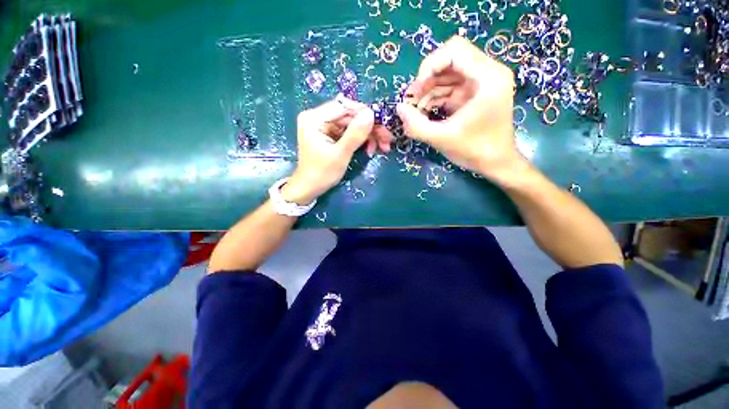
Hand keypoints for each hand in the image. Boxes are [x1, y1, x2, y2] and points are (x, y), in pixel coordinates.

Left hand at [282, 98, 385, 204]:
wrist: (310, 188)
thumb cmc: (322, 174)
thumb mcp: (340, 155)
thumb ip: (355, 134)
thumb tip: (371, 113)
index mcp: (315, 118)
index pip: (344, 106)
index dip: (365, 114)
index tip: (382, 125)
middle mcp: (318, 117)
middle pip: (350, 116)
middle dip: (369, 128)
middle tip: (387, 140)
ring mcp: (324, 126)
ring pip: (352, 125)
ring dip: (368, 136)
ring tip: (382, 148)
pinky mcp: (329, 135)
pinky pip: (349, 132)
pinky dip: (361, 140)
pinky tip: (370, 149)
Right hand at [397, 36, 526, 182]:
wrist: (496, 163)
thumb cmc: (474, 151)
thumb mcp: (442, 139)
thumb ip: (416, 125)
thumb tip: (398, 108)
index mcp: (488, 77)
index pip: (454, 50)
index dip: (430, 65)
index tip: (417, 90)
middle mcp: (487, 73)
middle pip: (449, 61)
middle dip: (426, 81)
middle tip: (411, 102)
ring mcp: (480, 83)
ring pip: (447, 75)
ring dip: (427, 91)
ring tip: (414, 111)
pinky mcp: (473, 95)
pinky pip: (449, 88)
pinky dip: (434, 98)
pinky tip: (423, 113)